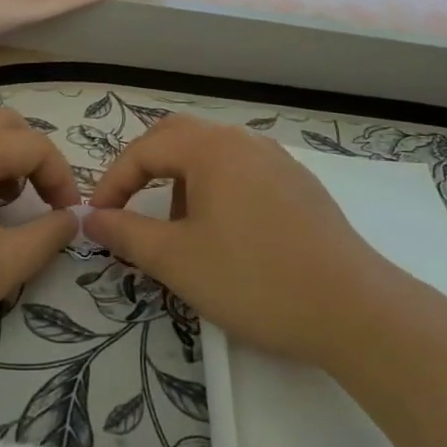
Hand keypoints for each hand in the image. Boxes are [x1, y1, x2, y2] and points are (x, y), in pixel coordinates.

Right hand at [86, 115, 403, 367]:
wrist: (354, 309)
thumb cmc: (254, 279)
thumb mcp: (177, 260)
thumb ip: (127, 233)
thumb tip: (92, 218)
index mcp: (212, 148)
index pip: (145, 149)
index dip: (113, 181)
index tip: (98, 218)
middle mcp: (244, 141)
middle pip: (179, 137)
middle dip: (145, 168)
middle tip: (127, 205)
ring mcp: (277, 160)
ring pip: (213, 153)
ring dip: (181, 180)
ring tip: (177, 228)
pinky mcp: (300, 184)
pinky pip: (243, 170)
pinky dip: (216, 189)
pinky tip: (225, 233)